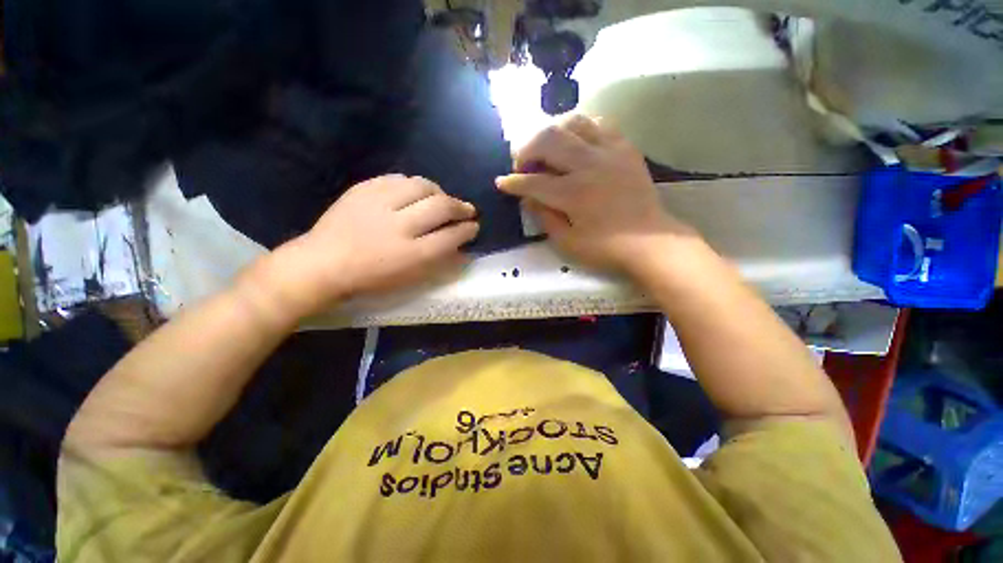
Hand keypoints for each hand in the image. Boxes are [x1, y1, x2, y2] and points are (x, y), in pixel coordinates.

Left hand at [249, 175, 478, 318]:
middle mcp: (399, 226)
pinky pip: (398, 179)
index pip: (452, 236)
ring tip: (443, 199)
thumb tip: (463, 250)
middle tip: (468, 210)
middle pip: (442, 207)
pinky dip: (414, 185)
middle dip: (461, 207)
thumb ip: (439, 263)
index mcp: (412, 254)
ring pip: (422, 186)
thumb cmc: (370, 279)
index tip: (474, 227)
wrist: (322, 264)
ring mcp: (380, 204)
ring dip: (440, 192)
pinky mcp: (364, 189)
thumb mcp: (409, 279)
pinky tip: (416, 192)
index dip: (468, 230)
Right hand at [496, 115, 695, 273]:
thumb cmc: (606, 248)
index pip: (533, 182)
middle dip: (526, 149)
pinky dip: (579, 128)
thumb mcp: (567, 243)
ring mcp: (609, 152)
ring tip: (545, 148)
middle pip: (548, 140)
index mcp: (573, 194)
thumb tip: (528, 198)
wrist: (650, 241)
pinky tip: (573, 141)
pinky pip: (598, 124)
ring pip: (572, 122)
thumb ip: (544, 218)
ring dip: (551, 132)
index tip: (502, 182)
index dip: (513, 182)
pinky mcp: (624, 148)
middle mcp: (589, 165)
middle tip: (522, 164)